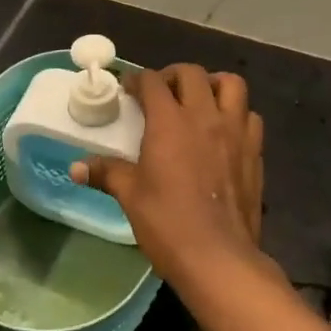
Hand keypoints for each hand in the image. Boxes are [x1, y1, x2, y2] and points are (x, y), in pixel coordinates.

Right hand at [72, 65, 267, 290]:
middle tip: (161, 93)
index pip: (152, 82)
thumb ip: (106, 173)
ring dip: (212, 84)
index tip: (128, 90)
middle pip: (192, 74)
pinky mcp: (255, 152)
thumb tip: (76, 167)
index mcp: (170, 122)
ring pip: (231, 85)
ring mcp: (235, 132)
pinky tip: (224, 132)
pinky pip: (250, 117)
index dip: (137, 80)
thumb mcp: (130, 196)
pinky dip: (236, 114)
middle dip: (172, 76)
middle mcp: (205, 117)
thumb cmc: (167, 223)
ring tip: (199, 101)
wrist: (218, 257)